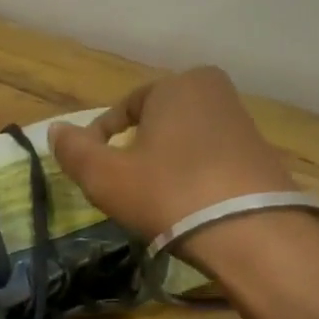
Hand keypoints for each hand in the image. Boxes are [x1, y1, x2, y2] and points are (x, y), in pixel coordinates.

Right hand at [48, 67, 297, 241]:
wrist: (252, 234)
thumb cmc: (168, 193)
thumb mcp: (105, 175)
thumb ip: (74, 150)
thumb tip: (55, 130)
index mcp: (177, 85)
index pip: (122, 109)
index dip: (99, 140)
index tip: (92, 172)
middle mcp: (215, 93)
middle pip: (156, 123)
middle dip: (135, 150)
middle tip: (122, 186)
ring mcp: (243, 125)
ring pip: (183, 142)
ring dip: (163, 165)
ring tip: (152, 200)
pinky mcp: (263, 157)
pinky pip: (211, 160)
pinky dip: (193, 177)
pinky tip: (187, 207)